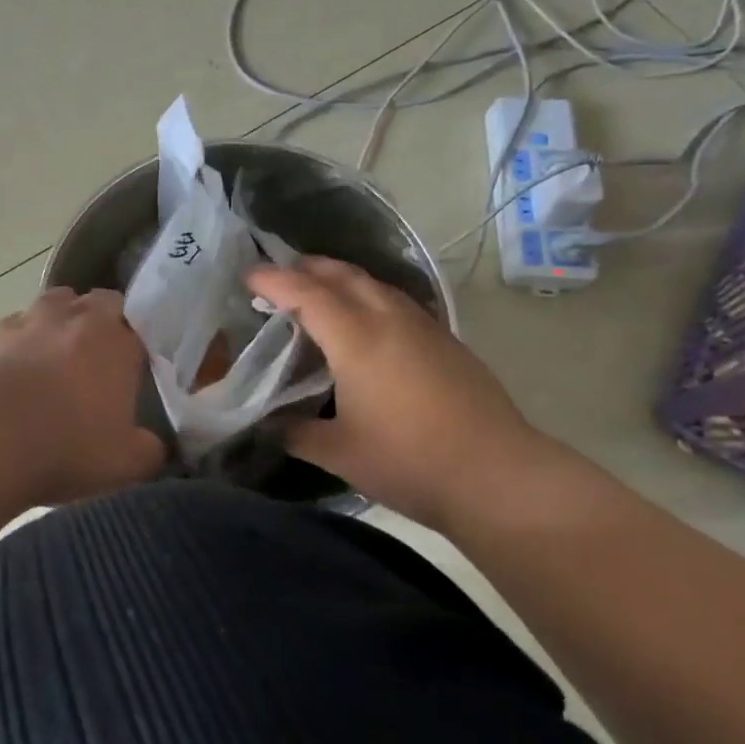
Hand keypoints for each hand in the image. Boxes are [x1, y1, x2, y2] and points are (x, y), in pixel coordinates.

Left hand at [0, 287, 166, 504]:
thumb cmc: (68, 445)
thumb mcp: (126, 463)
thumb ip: (150, 451)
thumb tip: (156, 446)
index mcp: (118, 341)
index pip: (141, 328)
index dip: (139, 348)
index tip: (135, 372)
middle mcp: (79, 317)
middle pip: (100, 302)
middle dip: (104, 322)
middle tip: (101, 359)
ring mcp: (33, 319)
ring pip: (57, 302)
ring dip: (62, 320)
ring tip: (58, 354)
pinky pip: (17, 325)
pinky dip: (23, 339)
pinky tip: (19, 366)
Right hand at [245, 257, 548, 527]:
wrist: (497, 475)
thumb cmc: (408, 461)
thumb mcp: (339, 453)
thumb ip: (297, 433)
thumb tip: (270, 425)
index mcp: (356, 338)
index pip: (305, 293)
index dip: (272, 281)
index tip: (247, 277)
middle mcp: (389, 319)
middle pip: (343, 275)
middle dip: (307, 268)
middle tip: (280, 279)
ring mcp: (423, 326)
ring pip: (375, 284)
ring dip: (341, 279)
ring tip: (320, 294)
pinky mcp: (447, 341)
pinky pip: (397, 302)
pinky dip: (370, 298)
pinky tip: (369, 324)